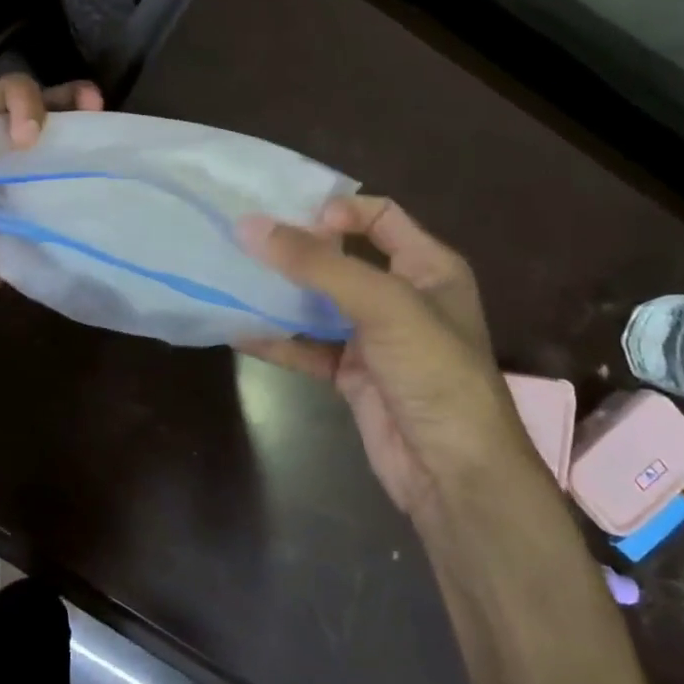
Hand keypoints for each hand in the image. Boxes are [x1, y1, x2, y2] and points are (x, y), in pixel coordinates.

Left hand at [0, 74, 103, 342]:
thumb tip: (12, 139)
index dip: (16, 103)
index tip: (20, 138)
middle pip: (21, 110)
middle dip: (54, 101)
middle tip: (90, 102)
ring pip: (41, 142)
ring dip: (70, 125)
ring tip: (98, 113)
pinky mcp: (20, 214)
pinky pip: (49, 184)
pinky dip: (71, 171)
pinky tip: (92, 161)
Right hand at [238, 197, 534, 515]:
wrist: (453, 471)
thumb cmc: (433, 371)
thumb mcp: (383, 305)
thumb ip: (317, 265)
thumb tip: (249, 226)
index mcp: (428, 266)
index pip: (379, 216)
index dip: (337, 211)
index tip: (291, 220)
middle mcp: (401, 295)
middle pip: (341, 258)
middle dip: (295, 250)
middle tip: (243, 242)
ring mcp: (373, 337)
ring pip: (318, 303)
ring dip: (279, 293)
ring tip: (230, 276)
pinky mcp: (351, 374)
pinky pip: (307, 346)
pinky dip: (276, 338)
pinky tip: (237, 328)